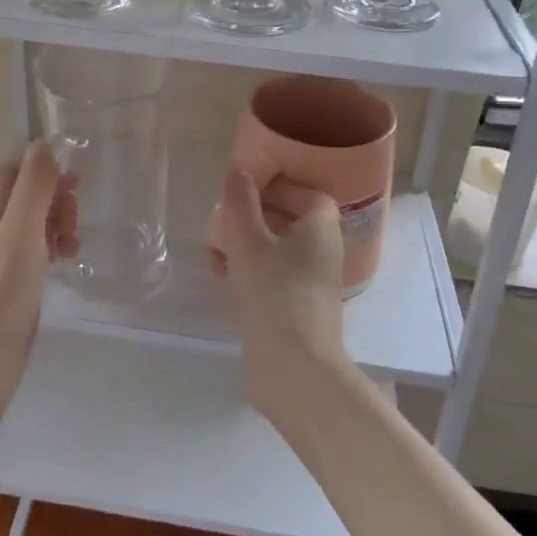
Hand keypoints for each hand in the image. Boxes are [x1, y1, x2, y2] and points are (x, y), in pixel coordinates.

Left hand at [0, 143, 77, 434]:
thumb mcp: (19, 235)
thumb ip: (32, 189)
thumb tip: (41, 143)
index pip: (12, 171)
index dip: (42, 167)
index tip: (75, 180)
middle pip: (25, 197)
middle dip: (55, 198)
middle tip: (74, 222)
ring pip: (32, 227)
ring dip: (57, 225)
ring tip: (74, 247)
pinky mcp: (10, 292)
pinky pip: (35, 256)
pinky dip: (53, 251)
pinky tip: (66, 266)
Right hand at [215, 167, 351, 427]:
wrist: (293, 367)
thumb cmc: (273, 292)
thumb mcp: (248, 239)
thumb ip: (240, 201)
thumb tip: (238, 168)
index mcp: (321, 228)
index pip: (306, 193)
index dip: (276, 185)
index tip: (243, 188)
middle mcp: (322, 252)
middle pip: (289, 220)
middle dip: (252, 216)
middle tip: (222, 218)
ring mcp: (311, 283)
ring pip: (276, 250)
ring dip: (244, 245)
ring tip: (213, 251)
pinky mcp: (296, 309)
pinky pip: (272, 277)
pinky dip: (249, 271)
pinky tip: (221, 277)